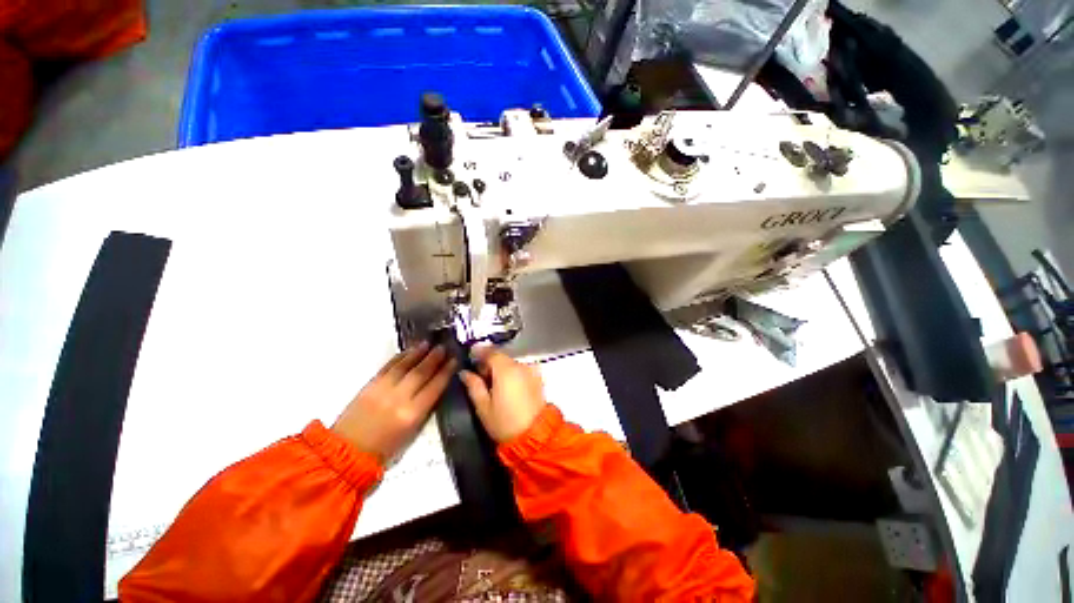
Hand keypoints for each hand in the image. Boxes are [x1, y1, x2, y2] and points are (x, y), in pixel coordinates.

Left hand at [332, 342, 455, 459]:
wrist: (347, 453)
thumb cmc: (385, 449)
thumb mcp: (412, 432)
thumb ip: (425, 408)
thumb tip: (436, 387)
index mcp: (413, 414)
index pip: (435, 386)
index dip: (446, 371)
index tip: (454, 360)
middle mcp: (399, 398)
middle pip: (421, 372)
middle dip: (434, 358)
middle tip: (443, 347)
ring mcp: (382, 390)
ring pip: (404, 366)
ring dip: (417, 353)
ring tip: (428, 343)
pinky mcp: (369, 386)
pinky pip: (387, 367)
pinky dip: (399, 357)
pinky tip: (408, 351)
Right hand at [460, 345, 546, 442]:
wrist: (534, 436)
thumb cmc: (504, 422)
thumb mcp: (483, 407)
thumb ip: (473, 385)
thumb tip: (464, 372)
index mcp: (506, 369)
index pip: (491, 352)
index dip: (479, 352)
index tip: (470, 356)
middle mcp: (520, 365)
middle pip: (502, 357)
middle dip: (490, 362)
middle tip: (479, 374)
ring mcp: (532, 370)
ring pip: (512, 363)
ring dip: (502, 367)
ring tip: (493, 382)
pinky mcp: (538, 378)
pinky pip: (522, 369)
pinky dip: (513, 372)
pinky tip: (508, 385)